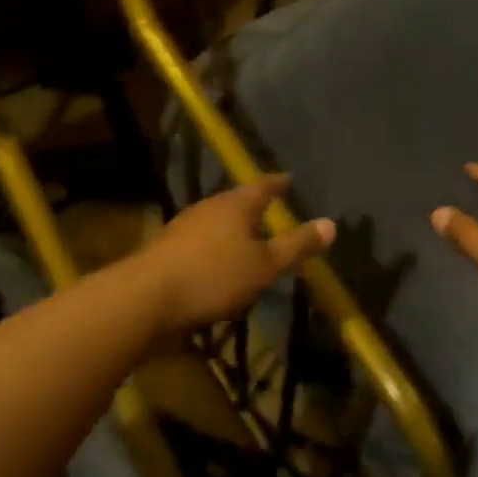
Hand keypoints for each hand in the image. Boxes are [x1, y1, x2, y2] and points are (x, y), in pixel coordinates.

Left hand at [138, 176, 335, 334]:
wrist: (146, 298)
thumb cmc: (214, 276)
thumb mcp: (265, 265)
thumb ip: (297, 245)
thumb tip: (331, 223)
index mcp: (235, 205)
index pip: (263, 186)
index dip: (278, 183)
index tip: (289, 178)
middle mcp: (208, 208)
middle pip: (236, 202)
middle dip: (254, 206)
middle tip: (272, 209)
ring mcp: (183, 228)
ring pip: (216, 222)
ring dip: (233, 229)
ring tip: (248, 238)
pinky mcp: (167, 251)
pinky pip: (201, 243)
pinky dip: (215, 248)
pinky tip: (218, 265)